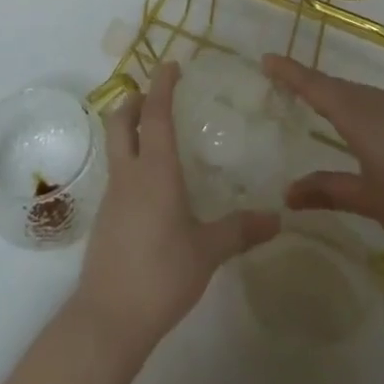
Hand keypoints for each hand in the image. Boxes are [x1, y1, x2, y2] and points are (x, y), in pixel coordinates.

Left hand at [72, 63, 278, 357]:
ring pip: (116, 148)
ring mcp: (112, 197)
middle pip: (120, 122)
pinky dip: (131, 162)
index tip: (170, 65)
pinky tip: (152, 185)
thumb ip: (240, 230)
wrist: (108, 318)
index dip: (162, 87)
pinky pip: (118, 175)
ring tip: (156, 135)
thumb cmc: (161, 274)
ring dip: (129, 130)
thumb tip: (278, 218)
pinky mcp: (106, 219)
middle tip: (152, 92)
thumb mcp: (208, 251)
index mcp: (155, 172)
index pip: (155, 115)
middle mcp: (129, 175)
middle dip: (133, 100)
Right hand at [262, 55, 383, 254]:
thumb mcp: (368, 199)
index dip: (290, 73)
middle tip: (290, 86)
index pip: (316, 87)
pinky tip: (374, 132)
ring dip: (343, 100)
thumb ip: (327, 190)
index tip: (267, 59)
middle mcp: (383, 102)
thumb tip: (288, 193)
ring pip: (365, 96)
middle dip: (314, 86)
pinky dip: (368, 111)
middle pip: (340, 88)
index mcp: (360, 116)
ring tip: (327, 113)